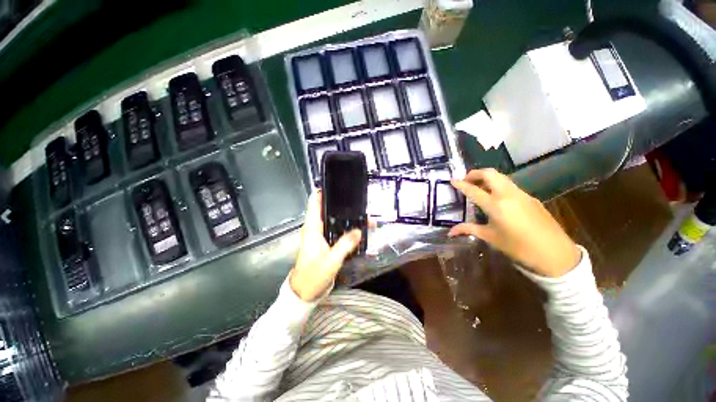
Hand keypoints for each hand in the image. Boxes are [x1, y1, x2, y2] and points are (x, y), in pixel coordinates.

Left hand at [289, 191, 361, 301]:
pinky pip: (336, 230)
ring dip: (346, 217)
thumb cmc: (314, 275)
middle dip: (341, 205)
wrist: (305, 292)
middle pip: (327, 210)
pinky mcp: (324, 243)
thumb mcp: (331, 260)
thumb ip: (345, 244)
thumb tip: (359, 230)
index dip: (323, 191)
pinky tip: (357, 228)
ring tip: (362, 213)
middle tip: (358, 200)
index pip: (315, 203)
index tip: (336, 184)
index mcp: (312, 228)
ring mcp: (319, 235)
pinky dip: (345, 228)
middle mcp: (314, 228)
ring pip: (333, 220)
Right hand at [449, 169, 580, 277]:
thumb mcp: (490, 237)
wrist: (555, 253)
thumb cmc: (518, 247)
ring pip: (501, 177)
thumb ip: (468, 229)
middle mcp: (508, 194)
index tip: (452, 180)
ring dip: (487, 178)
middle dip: (475, 174)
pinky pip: (510, 185)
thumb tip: (450, 232)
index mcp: (496, 205)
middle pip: (490, 174)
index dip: (461, 184)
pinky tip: (496, 197)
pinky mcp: (530, 197)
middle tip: (466, 181)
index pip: (473, 190)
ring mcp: (521, 194)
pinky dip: (498, 185)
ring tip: (479, 187)